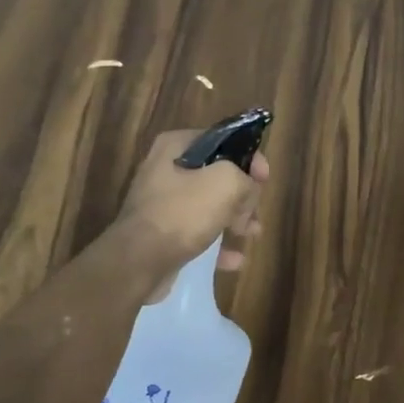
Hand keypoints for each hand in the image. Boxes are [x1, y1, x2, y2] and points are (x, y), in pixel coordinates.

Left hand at [116, 130, 268, 299]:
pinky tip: (235, 259)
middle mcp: (165, 170)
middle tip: (254, 211)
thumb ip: (245, 178)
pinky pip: (197, 233)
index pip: (222, 140)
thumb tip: (248, 189)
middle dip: (242, 193)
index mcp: (176, 147)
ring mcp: (162, 203)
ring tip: (252, 233)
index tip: (265, 178)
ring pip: (209, 205)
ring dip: (234, 219)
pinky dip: (217, 244)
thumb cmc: (182, 213)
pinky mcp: (162, 234)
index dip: (249, 156)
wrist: (139, 262)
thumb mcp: (225, 183)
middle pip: (216, 175)